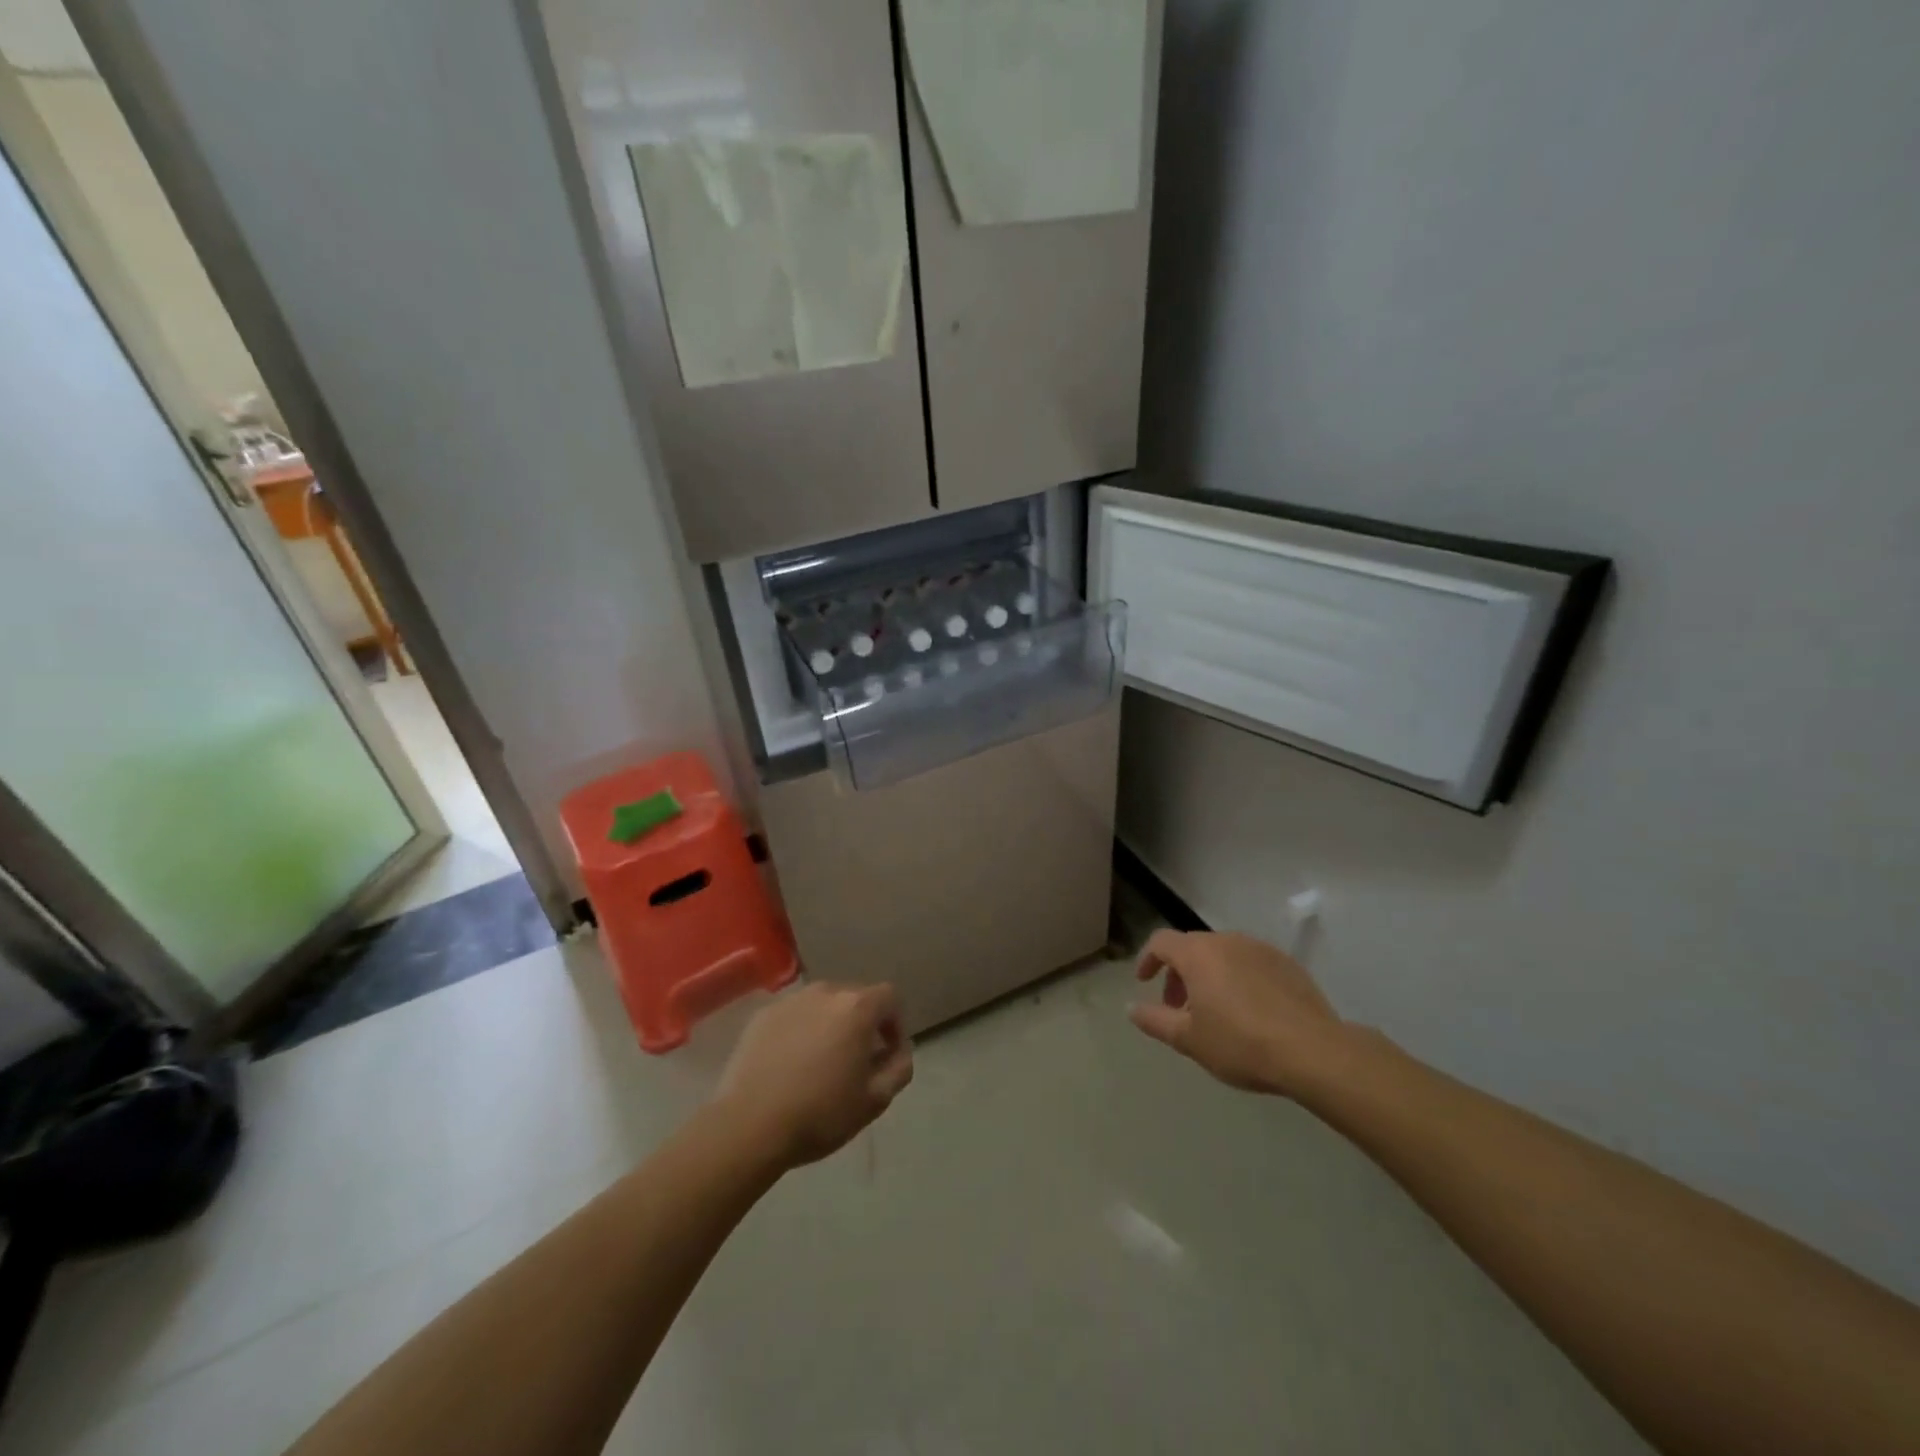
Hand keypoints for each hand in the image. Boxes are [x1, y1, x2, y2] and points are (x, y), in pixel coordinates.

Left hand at [714, 982, 913, 1170]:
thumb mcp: (875, 1100)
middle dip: (862, 1024)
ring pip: (822, 1005)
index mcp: (856, 1007)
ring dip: (830, 1025)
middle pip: (855, 997)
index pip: (890, 997)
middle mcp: (825, 992)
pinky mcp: (762, 1015)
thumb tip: (900, 1050)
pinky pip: (794, 1015)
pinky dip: (800, 1030)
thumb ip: (899, 1068)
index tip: (887, 1054)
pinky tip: (790, 1064)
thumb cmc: (820, 1113)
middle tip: (855, 1061)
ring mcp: (790, 1000)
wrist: (749, 1125)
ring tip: (821, 1062)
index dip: (895, 1023)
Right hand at [1130, 930, 1349, 1096]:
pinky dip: (1239, 978)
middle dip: (1179, 973)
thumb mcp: (1188, 1039)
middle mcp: (1226, 941)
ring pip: (1223, 954)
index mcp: (1197, 953)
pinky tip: (1249, 1011)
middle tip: (1180, 1007)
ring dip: (1209, 975)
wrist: (1313, 1052)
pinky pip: (1250, 963)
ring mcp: (1260, 949)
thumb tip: (1131, 1008)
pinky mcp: (1287, 963)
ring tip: (1215, 1011)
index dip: (1148, 960)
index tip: (1144, 982)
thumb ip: (1154, 1020)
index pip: (1161, 942)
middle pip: (1192, 947)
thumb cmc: (1240, 1043)